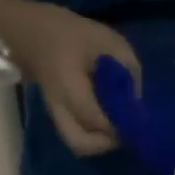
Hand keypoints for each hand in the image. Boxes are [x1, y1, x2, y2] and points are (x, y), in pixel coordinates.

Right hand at [0, 0, 141, 156]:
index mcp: (69, 87)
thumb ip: (128, 69)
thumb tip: (136, 99)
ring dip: (99, 141)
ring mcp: (55, 112)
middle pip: (81, 144)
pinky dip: (93, 133)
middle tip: (125, 129)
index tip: (140, 120)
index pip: (96, 119)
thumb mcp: (109, 42)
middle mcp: (59, 107)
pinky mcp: (57, 112)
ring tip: (117, 125)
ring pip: (76, 142)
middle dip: (107, 143)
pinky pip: (75, 132)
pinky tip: (107, 116)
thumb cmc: (72, 33)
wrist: (33, 30)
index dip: (121, 125)